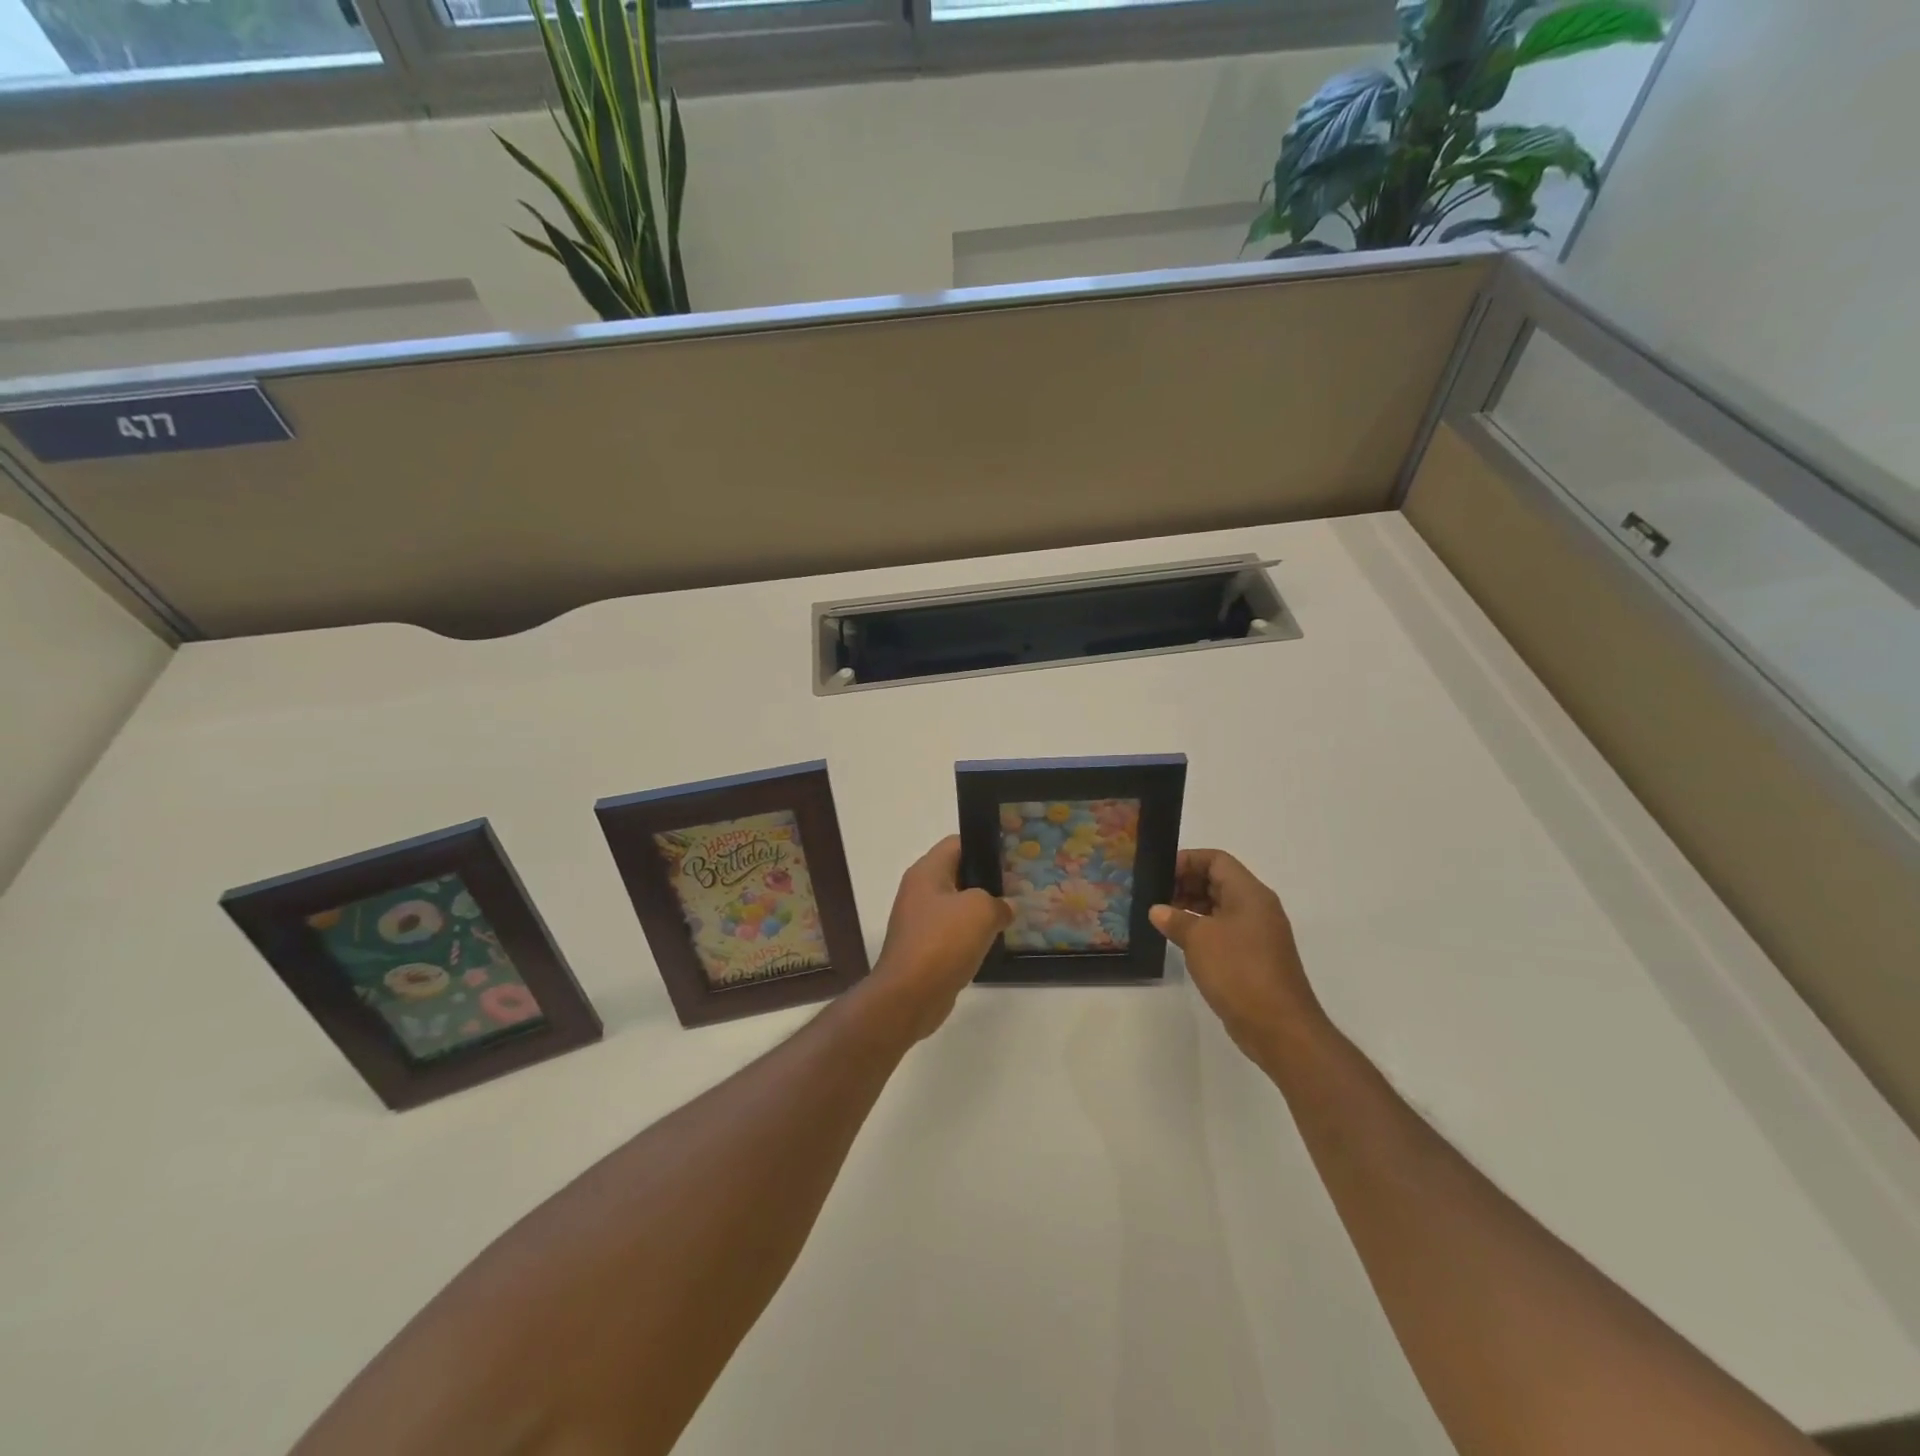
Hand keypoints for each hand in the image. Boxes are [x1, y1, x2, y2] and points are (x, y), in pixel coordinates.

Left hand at [864, 836, 1011, 1040]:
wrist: (909, 996)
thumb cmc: (943, 942)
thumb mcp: (981, 911)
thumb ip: (999, 902)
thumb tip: (1005, 907)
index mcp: (927, 872)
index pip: (957, 843)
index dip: (985, 845)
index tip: (1012, 856)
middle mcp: (920, 891)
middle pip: (958, 873)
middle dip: (988, 880)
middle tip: (1018, 886)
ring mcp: (920, 921)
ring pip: (957, 905)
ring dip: (981, 910)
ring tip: (1012, 913)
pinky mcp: (925, 948)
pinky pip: (953, 932)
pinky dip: (972, 935)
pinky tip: (994, 941)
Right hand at [1150, 849, 1327, 1064]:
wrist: (1279, 1027)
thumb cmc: (1239, 971)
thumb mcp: (1199, 940)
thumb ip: (1175, 919)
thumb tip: (1157, 910)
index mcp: (1249, 893)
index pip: (1216, 860)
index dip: (1187, 860)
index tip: (1159, 873)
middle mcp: (1256, 907)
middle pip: (1218, 881)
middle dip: (1186, 883)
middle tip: (1155, 895)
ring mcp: (1257, 934)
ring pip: (1220, 906)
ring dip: (1191, 907)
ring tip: (1161, 916)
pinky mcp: (1253, 957)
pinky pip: (1224, 930)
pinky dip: (1201, 928)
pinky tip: (1179, 940)